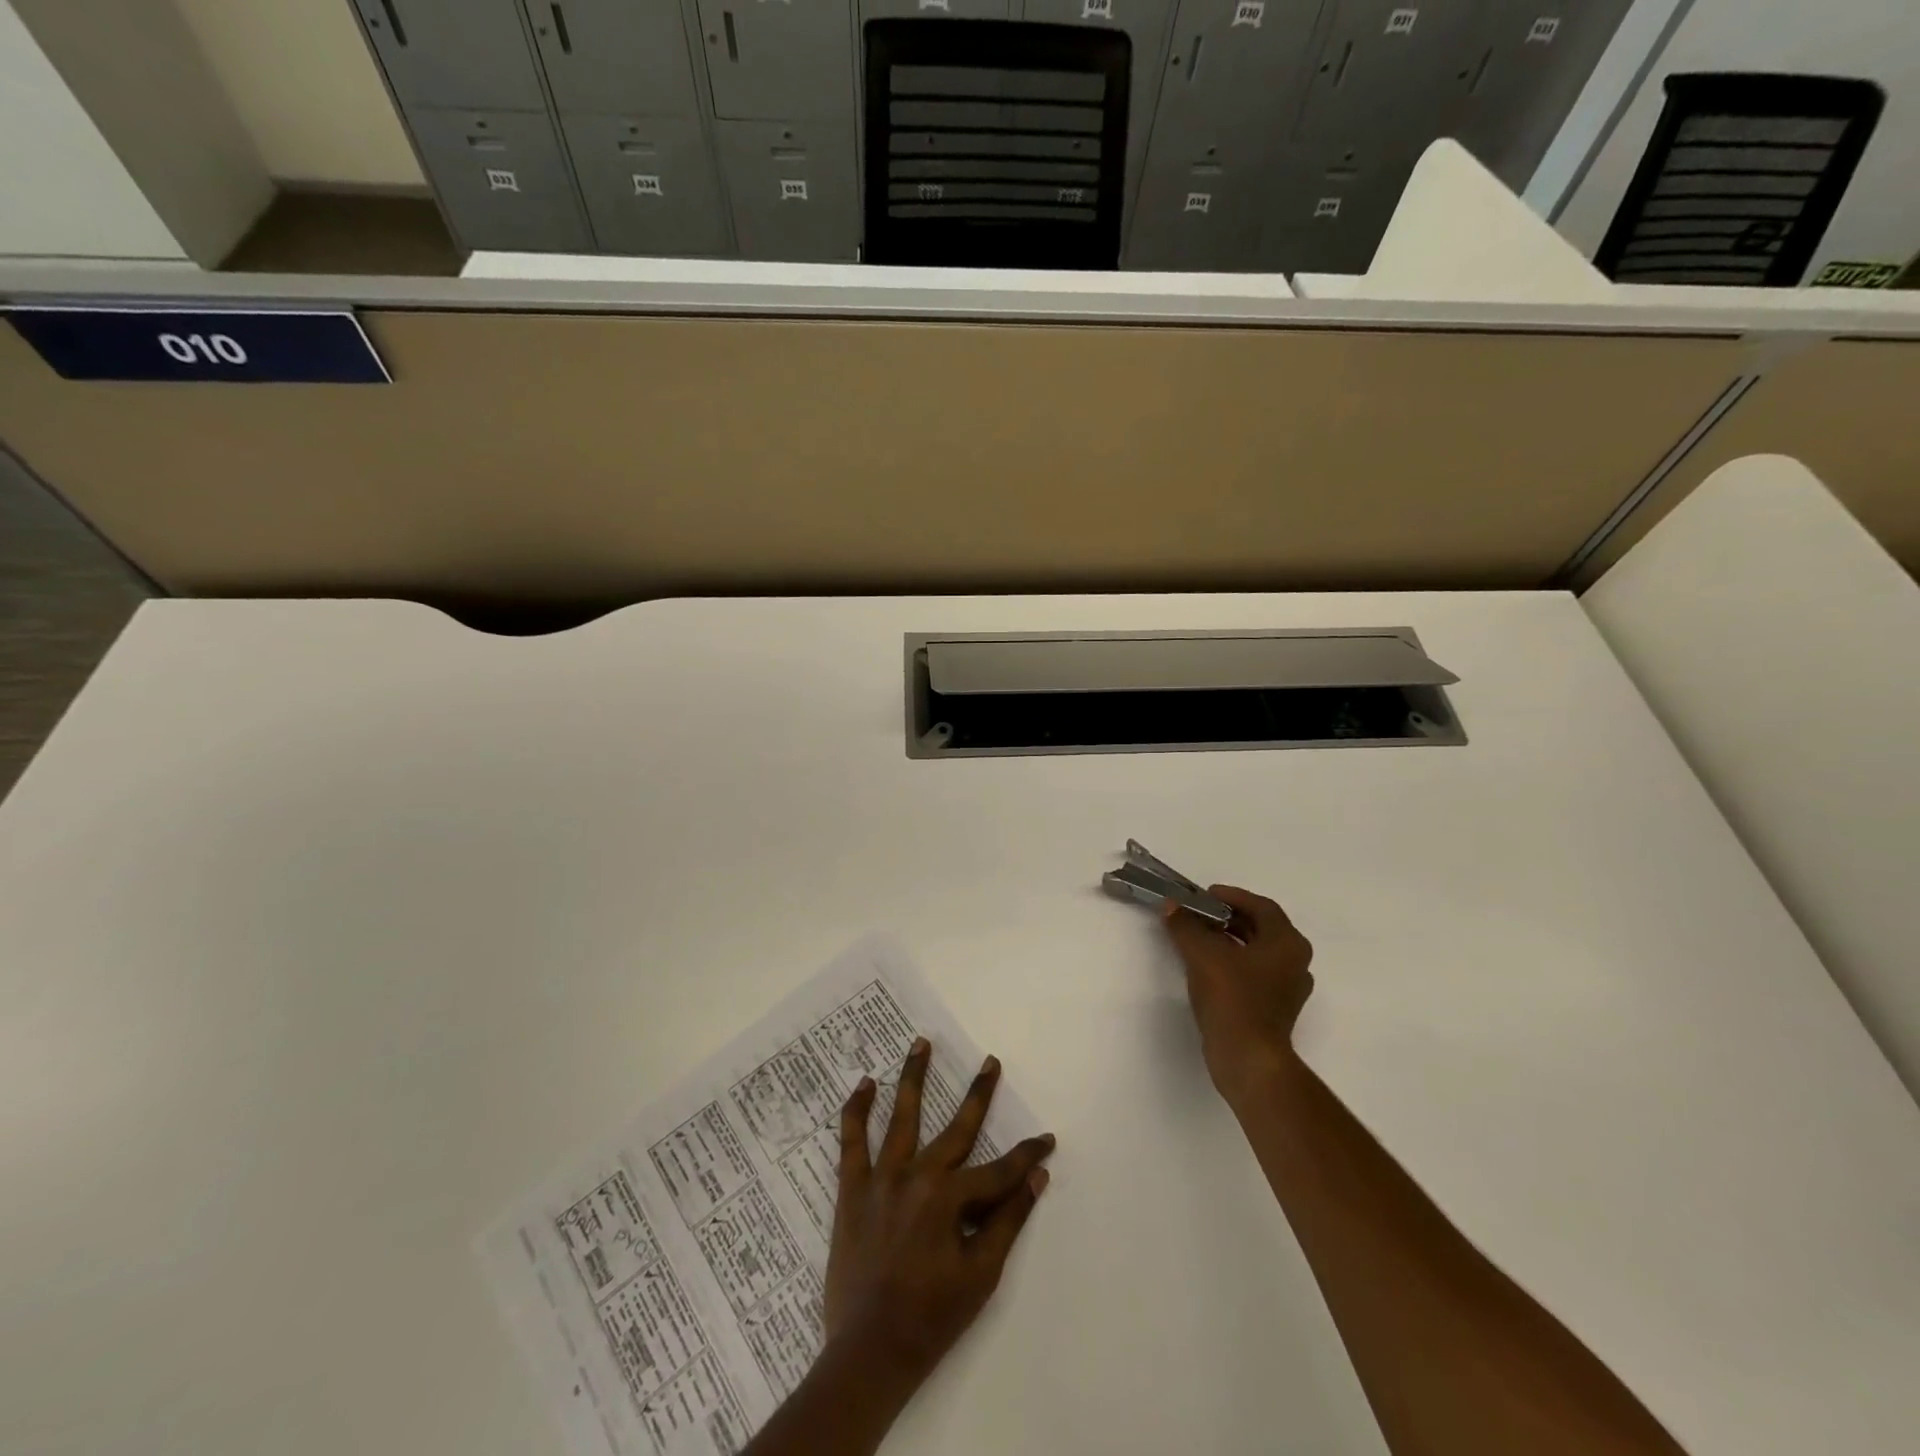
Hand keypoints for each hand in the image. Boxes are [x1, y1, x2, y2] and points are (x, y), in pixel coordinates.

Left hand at [823, 1038, 1055, 1396]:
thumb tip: (1036, 1175)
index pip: (1000, 1170)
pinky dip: (856, 1110)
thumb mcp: (981, 1274)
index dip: (1026, 1154)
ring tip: (921, 1042)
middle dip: (978, 1094)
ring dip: (913, 1077)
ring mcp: (881, 1178)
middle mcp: (917, 1175)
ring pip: (901, 1116)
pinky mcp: (852, 1188)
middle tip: (991, 1061)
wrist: (868, 1353)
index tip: (1046, 1139)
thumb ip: (1008, 1220)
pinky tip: (864, 1084)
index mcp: (950, 1198)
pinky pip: (852, 1140)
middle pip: (956, 1127)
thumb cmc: (931, 1318)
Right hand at [1161, 886, 1314, 1104]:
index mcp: (1287, 943)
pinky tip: (1207, 966)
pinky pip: (1254, 973)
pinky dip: (1233, 962)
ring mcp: (1288, 988)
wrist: (1248, 1057)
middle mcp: (1295, 962)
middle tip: (1199, 913)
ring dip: (1229, 940)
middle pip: (1261, 928)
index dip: (1232, 896)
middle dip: (1228, 917)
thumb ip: (1186, 925)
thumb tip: (1172, 907)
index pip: (1262, 907)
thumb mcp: (1202, 954)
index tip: (1205, 895)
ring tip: (1198, 937)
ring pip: (1257, 952)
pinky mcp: (1275, 1008)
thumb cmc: (1232, 997)